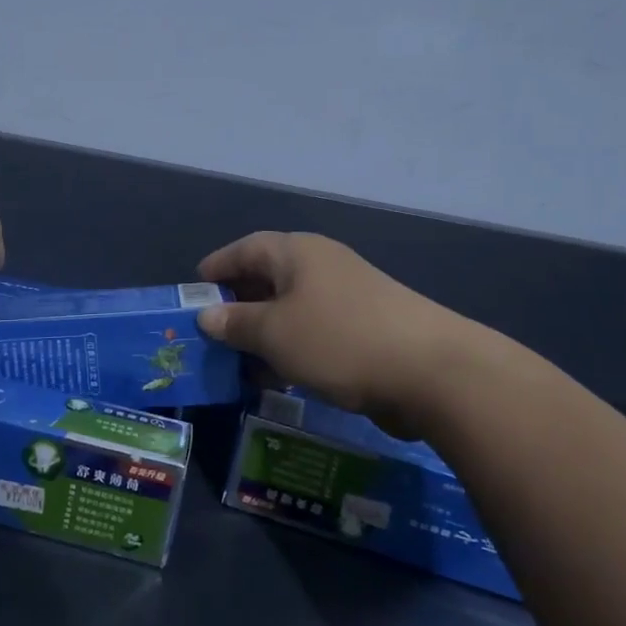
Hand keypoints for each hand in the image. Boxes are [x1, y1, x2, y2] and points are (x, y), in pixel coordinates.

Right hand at [196, 232, 479, 425]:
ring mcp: (347, 295)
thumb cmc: (338, 340)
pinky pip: (314, 330)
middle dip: (237, 304)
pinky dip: (291, 347)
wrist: (431, 371)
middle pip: (268, 277)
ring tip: (237, 361)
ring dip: (263, 331)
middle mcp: (321, 265)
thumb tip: (207, 315)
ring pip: (291, 308)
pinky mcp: (366, 327)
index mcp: (297, 253)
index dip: (217, 267)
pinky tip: (280, 376)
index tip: (193, 290)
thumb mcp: (274, 333)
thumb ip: (235, 323)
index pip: (245, 248)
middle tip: (210, 331)